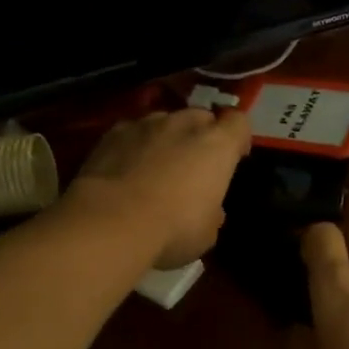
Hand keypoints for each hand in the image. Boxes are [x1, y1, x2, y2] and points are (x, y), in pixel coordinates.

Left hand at [67, 109, 252, 267]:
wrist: (110, 223)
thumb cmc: (173, 229)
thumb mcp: (208, 231)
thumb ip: (213, 211)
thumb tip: (209, 209)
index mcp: (217, 146)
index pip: (238, 122)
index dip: (239, 137)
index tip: (236, 157)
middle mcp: (184, 125)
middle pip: (201, 117)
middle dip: (202, 135)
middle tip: (196, 163)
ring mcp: (145, 125)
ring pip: (164, 121)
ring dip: (167, 138)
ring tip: (157, 164)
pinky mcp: (111, 133)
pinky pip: (132, 131)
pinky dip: (134, 144)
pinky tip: (126, 168)